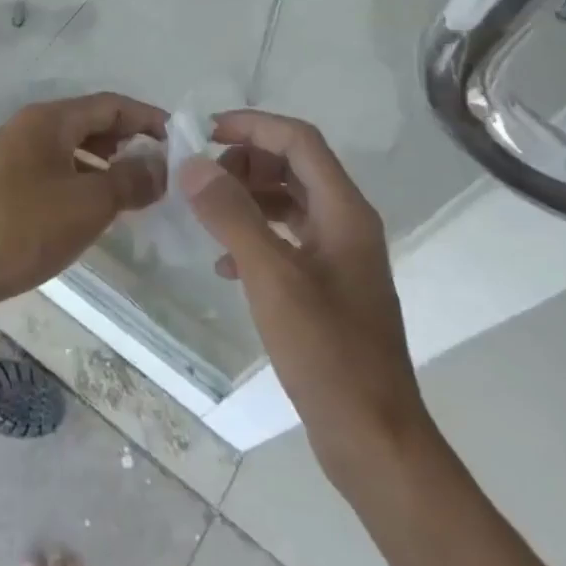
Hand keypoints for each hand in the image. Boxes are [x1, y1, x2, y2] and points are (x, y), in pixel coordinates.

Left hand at [0, 93, 166, 330]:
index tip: (180, 138)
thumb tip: (160, 165)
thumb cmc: (19, 229)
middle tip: (161, 167)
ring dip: (103, 165)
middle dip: (127, 141)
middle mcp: (26, 129)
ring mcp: (8, 159)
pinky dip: (78, 183)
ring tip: (133, 191)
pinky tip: (90, 212)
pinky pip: (51, 174)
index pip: (109, 104)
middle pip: (88, 124)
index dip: (147, 118)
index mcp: (47, 120)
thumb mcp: (86, 205)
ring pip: (68, 151)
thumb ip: (129, 181)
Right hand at [181, 111, 426, 467]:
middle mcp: (346, 223)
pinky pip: (286, 238)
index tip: (204, 132)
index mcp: (344, 211)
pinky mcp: (328, 285)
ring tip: (205, 214)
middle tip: (200, 180)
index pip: (298, 140)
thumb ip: (231, 215)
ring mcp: (339, 256)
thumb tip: (191, 164)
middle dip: (244, 162)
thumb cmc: (327, 352)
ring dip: (247, 197)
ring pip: (288, 201)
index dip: (252, 126)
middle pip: (293, 165)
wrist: (374, 439)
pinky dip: (254, 235)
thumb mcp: (271, 277)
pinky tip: (224, 263)